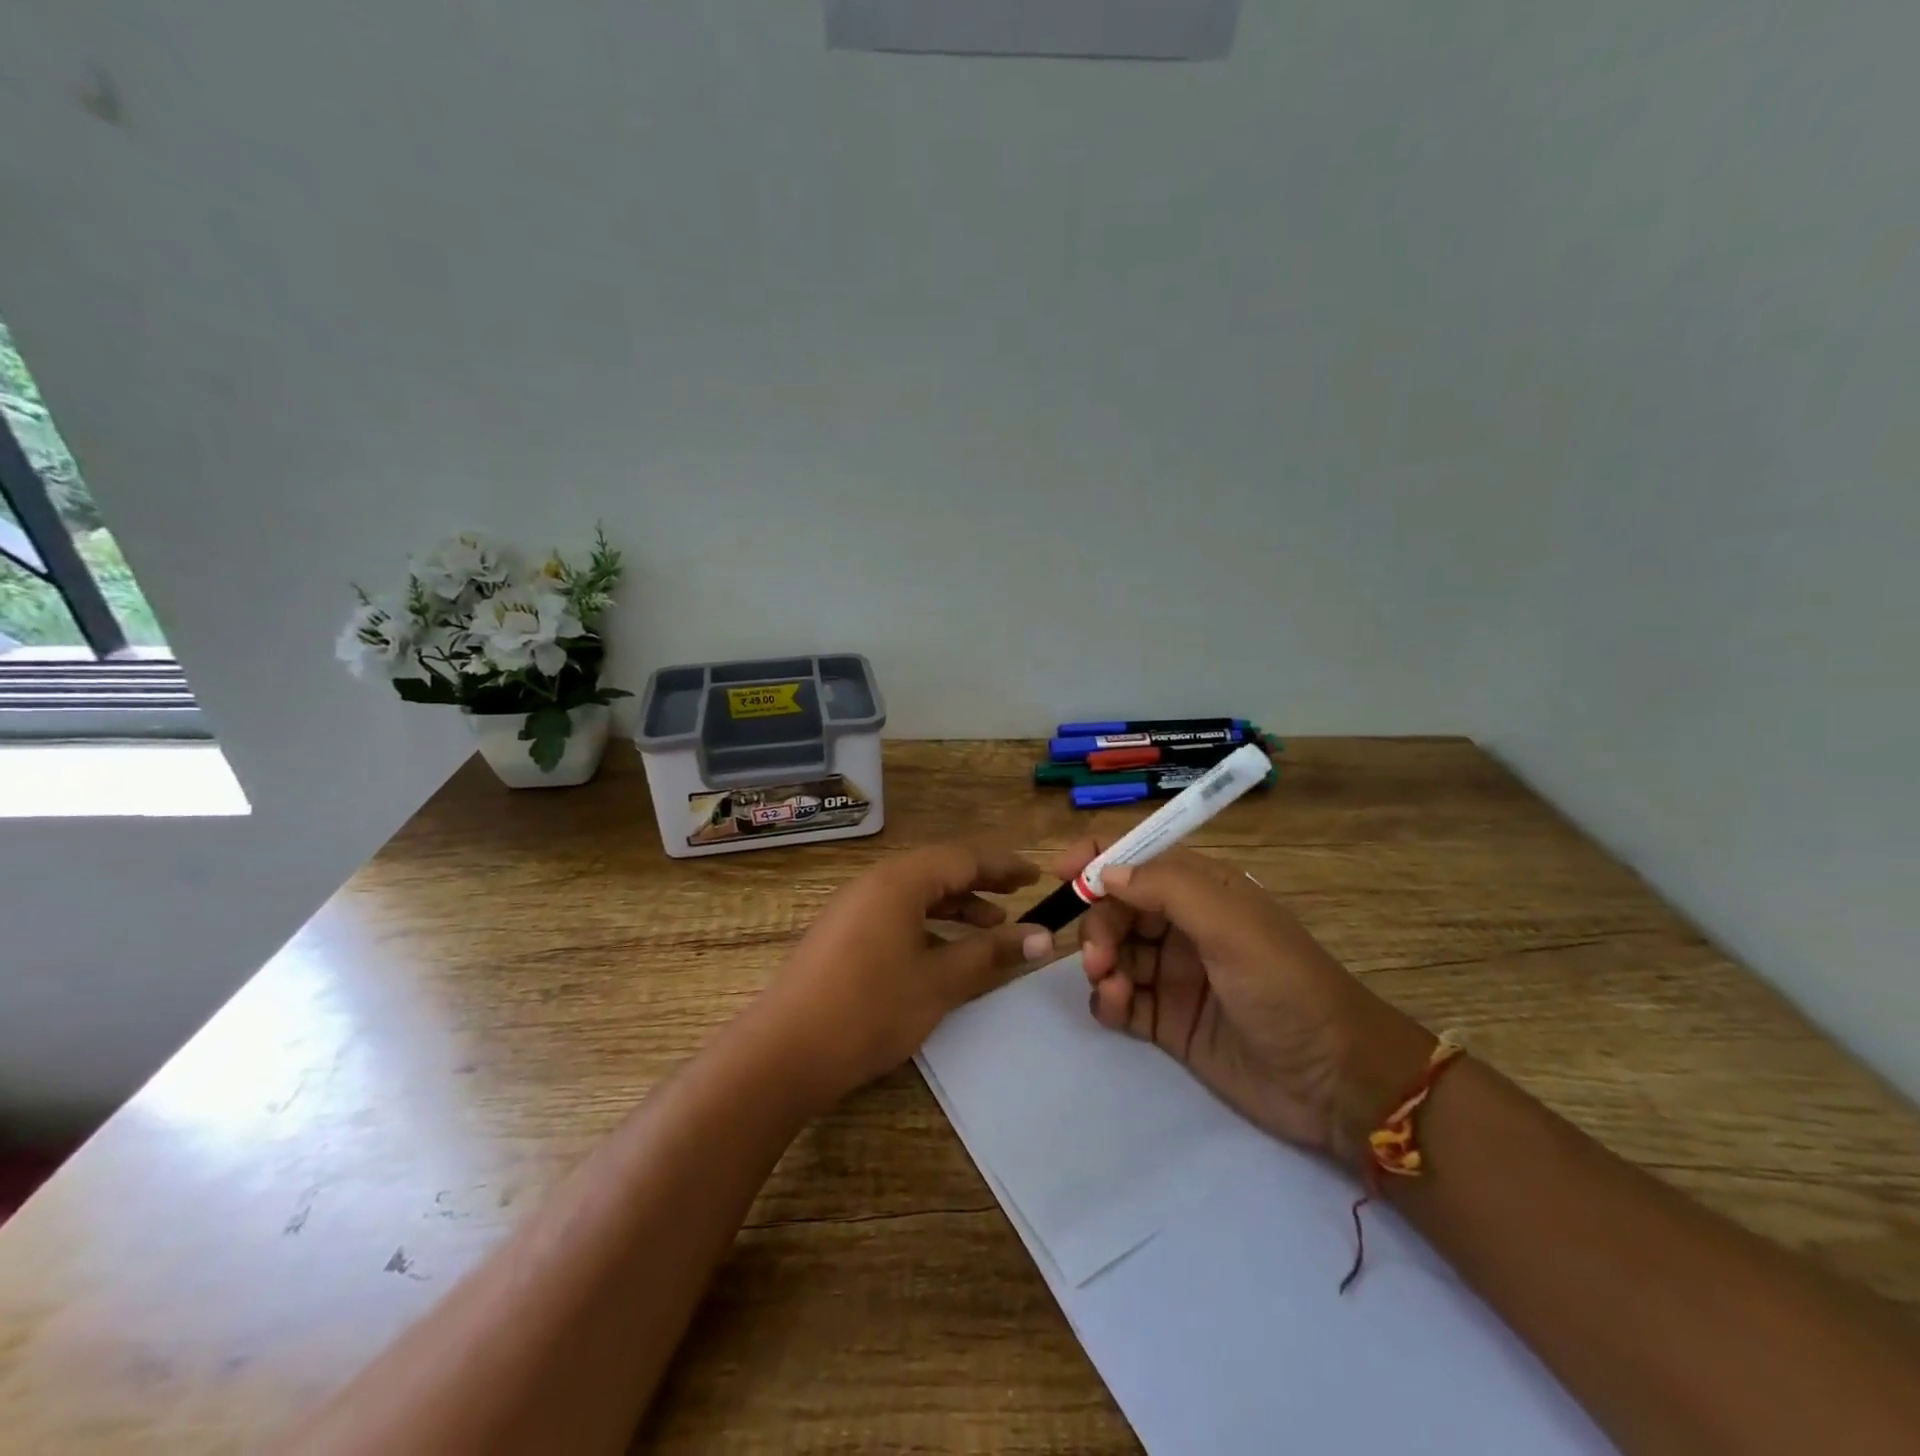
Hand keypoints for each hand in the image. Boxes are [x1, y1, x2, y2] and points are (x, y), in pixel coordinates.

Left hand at [762, 843, 1055, 1105]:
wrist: (785, 1052)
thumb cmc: (870, 1009)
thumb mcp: (940, 981)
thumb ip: (991, 952)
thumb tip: (1043, 936)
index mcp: (900, 880)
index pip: (963, 857)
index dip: (1003, 866)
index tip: (1036, 876)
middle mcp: (875, 882)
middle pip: (938, 869)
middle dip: (981, 881)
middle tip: (1019, 895)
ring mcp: (854, 907)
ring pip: (917, 893)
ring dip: (956, 905)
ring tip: (991, 926)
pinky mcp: (843, 933)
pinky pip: (897, 913)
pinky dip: (928, 923)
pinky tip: (945, 950)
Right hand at [1052, 841, 1434, 1161]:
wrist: (1335, 1083)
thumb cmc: (1286, 988)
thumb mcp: (1232, 926)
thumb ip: (1168, 889)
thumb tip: (1106, 872)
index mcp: (1204, 891)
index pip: (1140, 857)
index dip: (1099, 858)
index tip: (1062, 874)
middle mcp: (1183, 926)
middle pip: (1116, 907)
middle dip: (1098, 925)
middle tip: (1099, 958)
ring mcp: (1174, 973)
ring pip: (1113, 952)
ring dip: (1101, 964)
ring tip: (1113, 990)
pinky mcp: (1167, 1019)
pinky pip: (1119, 998)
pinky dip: (1108, 1000)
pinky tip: (1117, 1009)